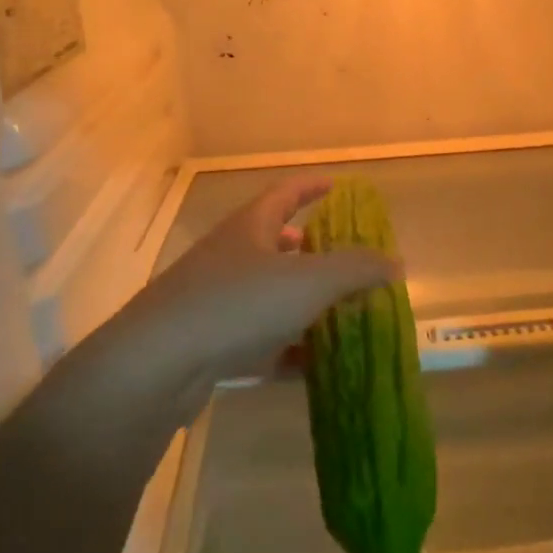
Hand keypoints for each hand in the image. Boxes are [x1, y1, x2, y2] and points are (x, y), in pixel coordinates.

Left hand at [106, 176, 396, 401]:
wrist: (157, 366)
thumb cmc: (237, 305)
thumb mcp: (308, 281)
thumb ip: (356, 269)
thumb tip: (395, 262)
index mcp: (249, 229)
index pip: (284, 194)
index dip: (311, 187)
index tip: (336, 185)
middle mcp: (229, 258)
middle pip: (272, 244)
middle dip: (308, 249)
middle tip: (341, 257)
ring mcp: (214, 302)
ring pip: (266, 295)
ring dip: (300, 302)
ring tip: (336, 313)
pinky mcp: (208, 345)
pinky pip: (257, 341)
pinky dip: (286, 349)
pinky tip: (312, 367)